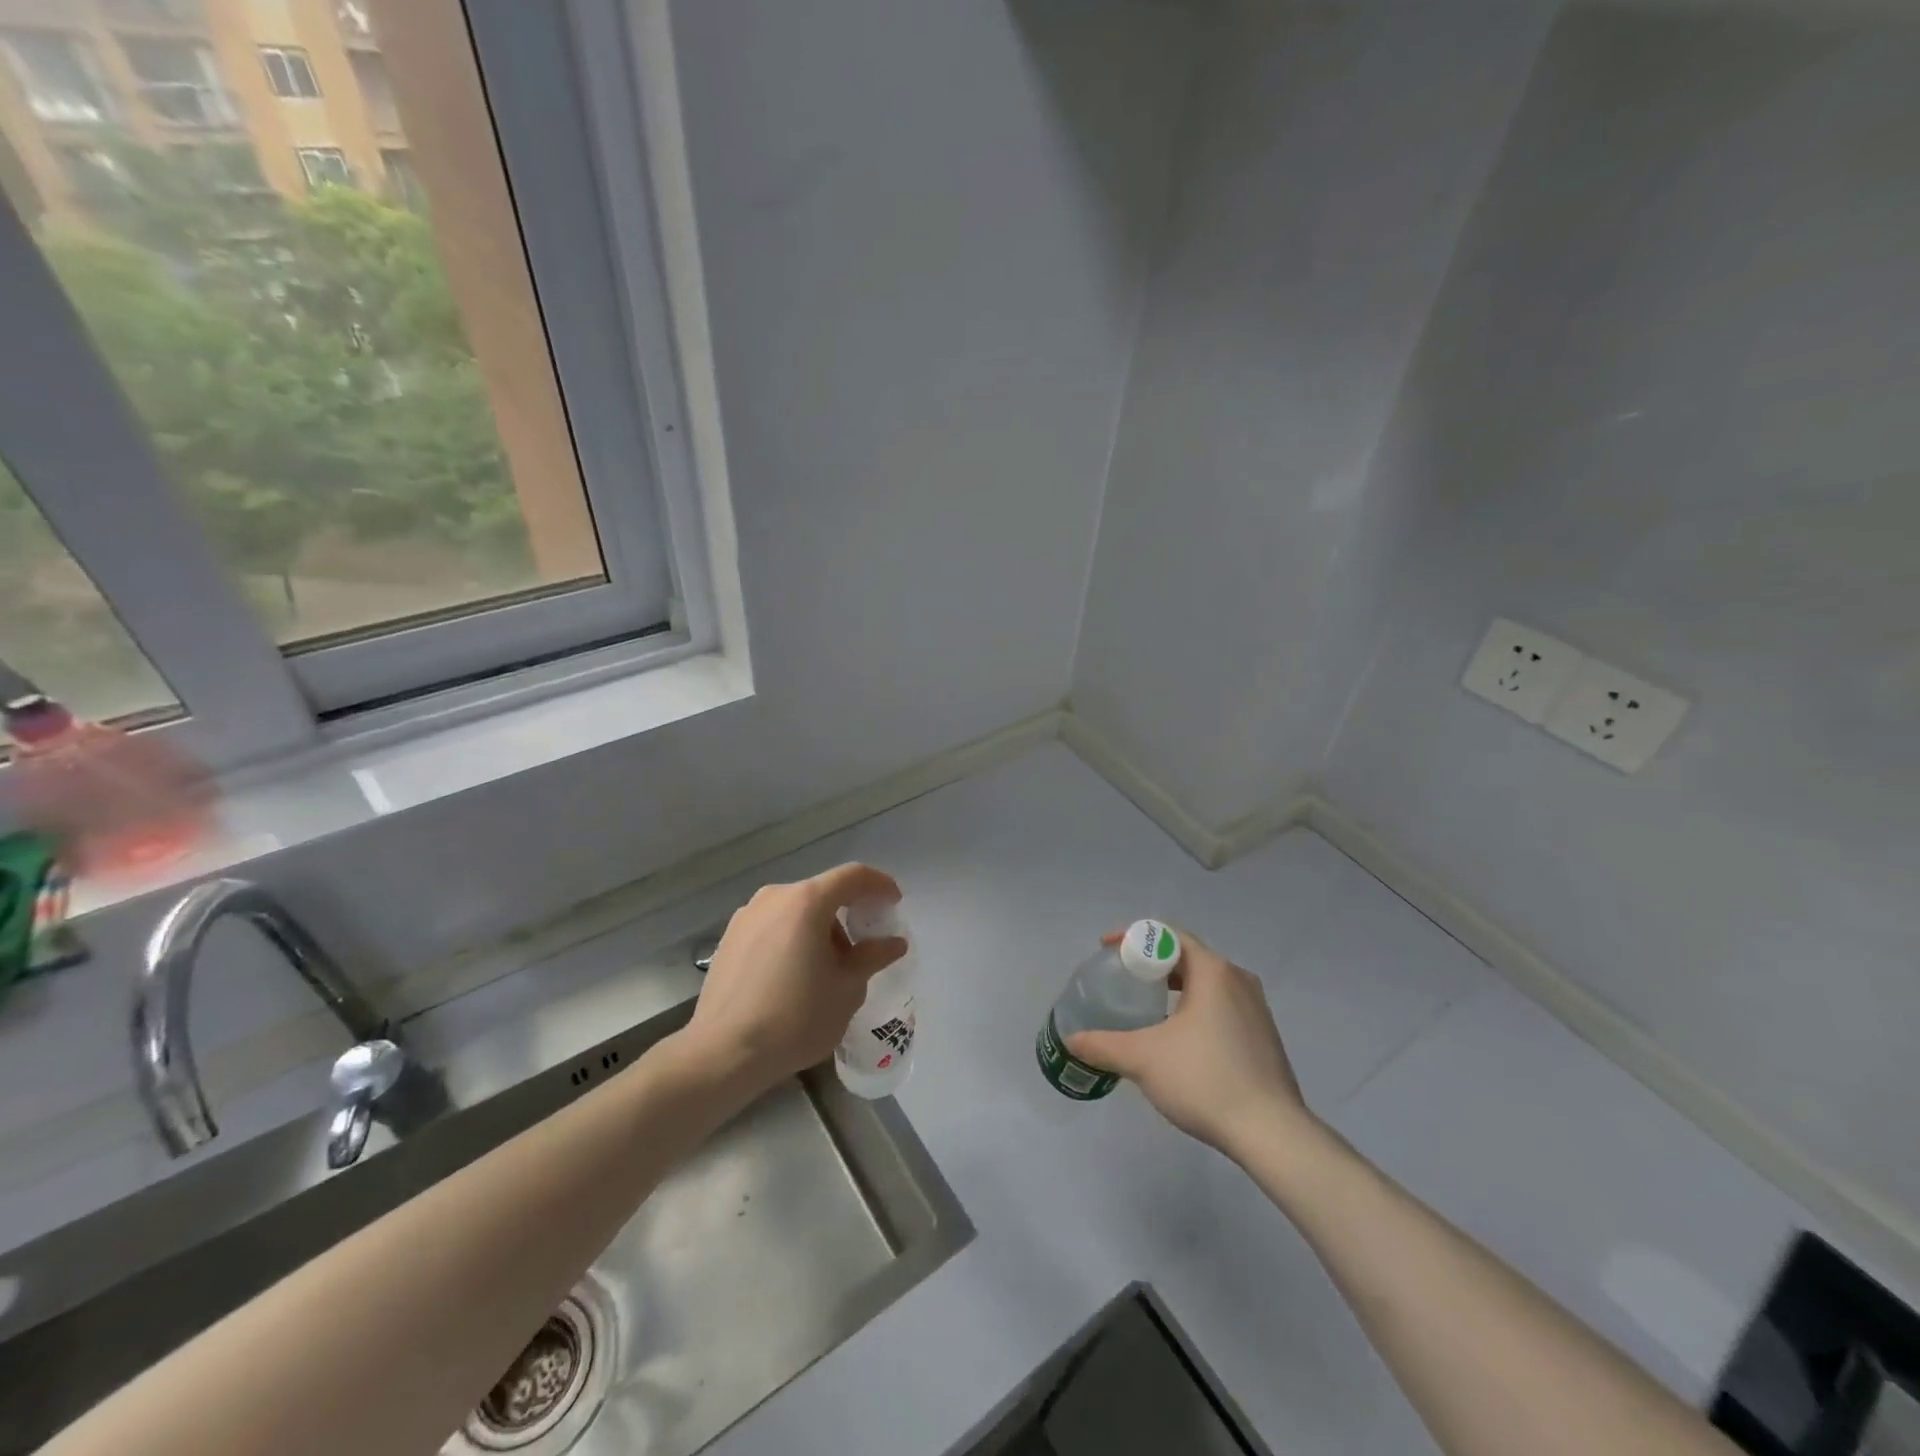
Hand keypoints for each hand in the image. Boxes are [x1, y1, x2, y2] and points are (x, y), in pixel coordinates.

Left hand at [681, 863, 906, 1095]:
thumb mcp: (847, 989)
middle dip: (848, 915)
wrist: (723, 1053)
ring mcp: (746, 916)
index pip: (853, 876)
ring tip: (827, 969)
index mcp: (806, 901)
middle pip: (822, 893)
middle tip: (863, 948)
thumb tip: (894, 942)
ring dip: (819, 929)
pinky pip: (773, 926)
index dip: (879, 885)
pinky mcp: (728, 938)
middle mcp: (774, 897)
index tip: (894, 903)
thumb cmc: (795, 1017)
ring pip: (796, 910)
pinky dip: (793, 938)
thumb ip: (873, 957)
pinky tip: (795, 976)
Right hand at [1065, 930, 1315, 1161]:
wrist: (1273, 1133)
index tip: (1107, 950)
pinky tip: (1177, 1037)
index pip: (1168, 935)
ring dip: (1174, 986)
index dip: (1133, 937)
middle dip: (1152, 962)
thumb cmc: (1205, 1080)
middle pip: (1187, 956)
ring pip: (1206, 982)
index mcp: (1213, 971)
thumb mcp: (1143, 1059)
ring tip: (1145, 1006)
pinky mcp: (1264, 1035)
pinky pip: (1221, 1005)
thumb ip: (1103, 1045)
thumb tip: (1072, 1040)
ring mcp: (1256, 1008)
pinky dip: (1194, 1007)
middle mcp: (1238, 979)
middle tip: (1122, 977)